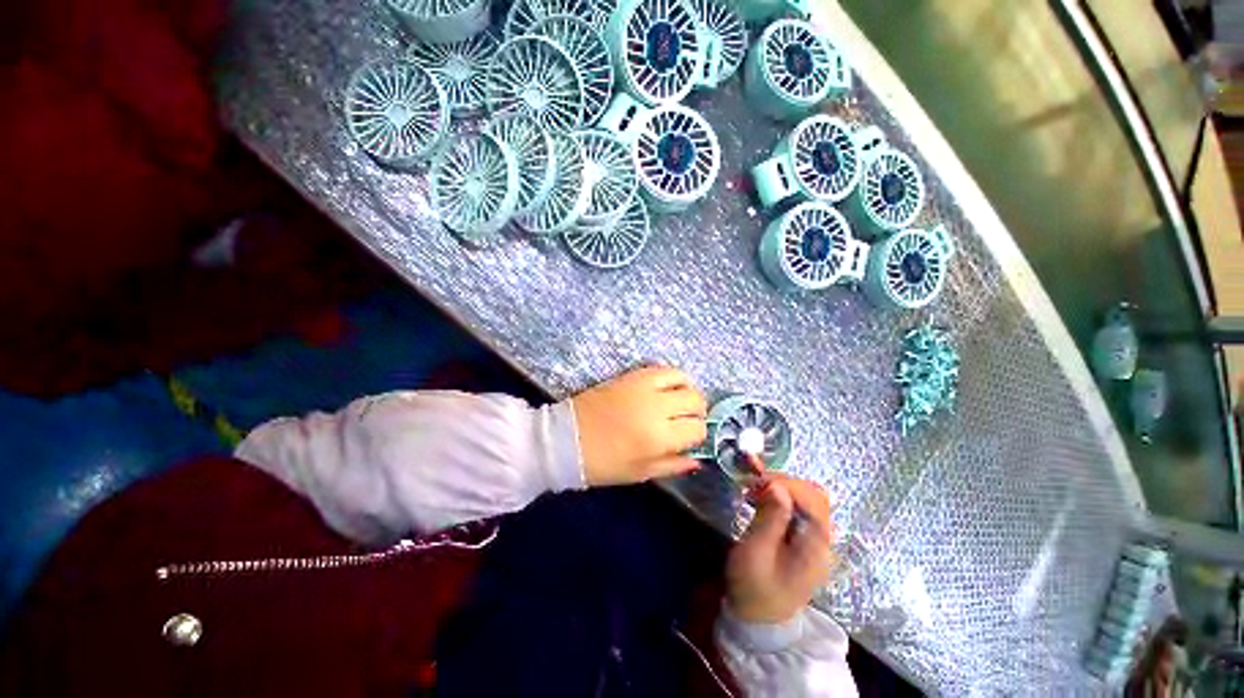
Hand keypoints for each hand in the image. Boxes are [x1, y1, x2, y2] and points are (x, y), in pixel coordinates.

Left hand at [571, 366, 707, 486]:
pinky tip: (665, 388)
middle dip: (697, 412)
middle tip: (686, 420)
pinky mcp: (631, 375)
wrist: (565, 439)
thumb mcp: (639, 473)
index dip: (698, 435)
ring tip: (678, 401)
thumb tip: (698, 459)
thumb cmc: (601, 464)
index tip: (689, 439)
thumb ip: (672, 465)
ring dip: (687, 390)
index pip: (697, 429)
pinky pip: (661, 368)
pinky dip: (671, 377)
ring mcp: (643, 387)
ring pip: (683, 378)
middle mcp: (656, 407)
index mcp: (658, 437)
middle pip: (695, 400)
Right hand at [726, 476, 835, 624]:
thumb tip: (778, 486)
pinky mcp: (801, 539)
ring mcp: (813, 539)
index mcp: (816, 545)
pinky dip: (778, 498)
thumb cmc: (754, 587)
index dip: (787, 484)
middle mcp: (821, 539)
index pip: (813, 499)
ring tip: (754, 490)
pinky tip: (759, 499)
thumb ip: (770, 518)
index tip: (758, 481)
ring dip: (780, 488)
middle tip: (754, 484)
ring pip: (805, 499)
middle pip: (813, 496)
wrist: (757, 619)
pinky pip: (796, 509)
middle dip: (783, 483)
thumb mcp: (756, 551)